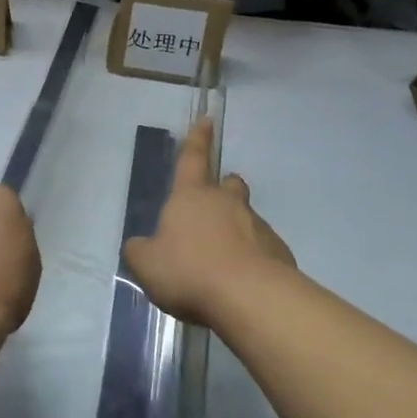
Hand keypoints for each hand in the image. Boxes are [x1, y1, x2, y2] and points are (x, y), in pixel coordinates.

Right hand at [125, 119, 294, 325]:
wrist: (249, 297)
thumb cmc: (190, 271)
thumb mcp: (148, 265)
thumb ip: (140, 251)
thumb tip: (138, 246)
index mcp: (191, 196)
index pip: (193, 158)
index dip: (197, 139)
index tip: (206, 120)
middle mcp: (226, 203)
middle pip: (228, 185)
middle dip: (223, 188)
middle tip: (215, 204)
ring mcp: (256, 226)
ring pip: (246, 217)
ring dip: (237, 228)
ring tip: (224, 259)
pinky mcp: (278, 252)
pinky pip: (262, 248)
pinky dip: (253, 258)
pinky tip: (242, 283)